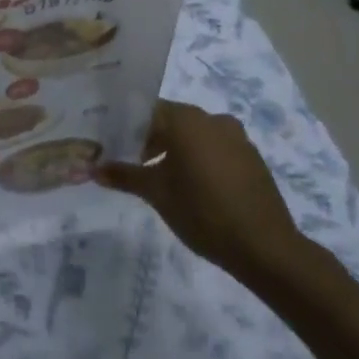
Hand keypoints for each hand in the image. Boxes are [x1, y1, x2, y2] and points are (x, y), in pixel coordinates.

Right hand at [98, 101, 313, 285]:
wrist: (265, 247)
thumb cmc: (202, 212)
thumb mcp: (156, 194)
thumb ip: (125, 176)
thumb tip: (93, 169)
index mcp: (187, 120)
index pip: (147, 110)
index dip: (128, 127)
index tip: (115, 147)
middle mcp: (213, 119)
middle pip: (172, 120)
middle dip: (151, 139)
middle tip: (133, 164)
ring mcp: (237, 137)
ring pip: (196, 135)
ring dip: (176, 150)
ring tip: (162, 179)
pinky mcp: (252, 157)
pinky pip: (217, 148)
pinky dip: (201, 159)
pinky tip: (195, 187)